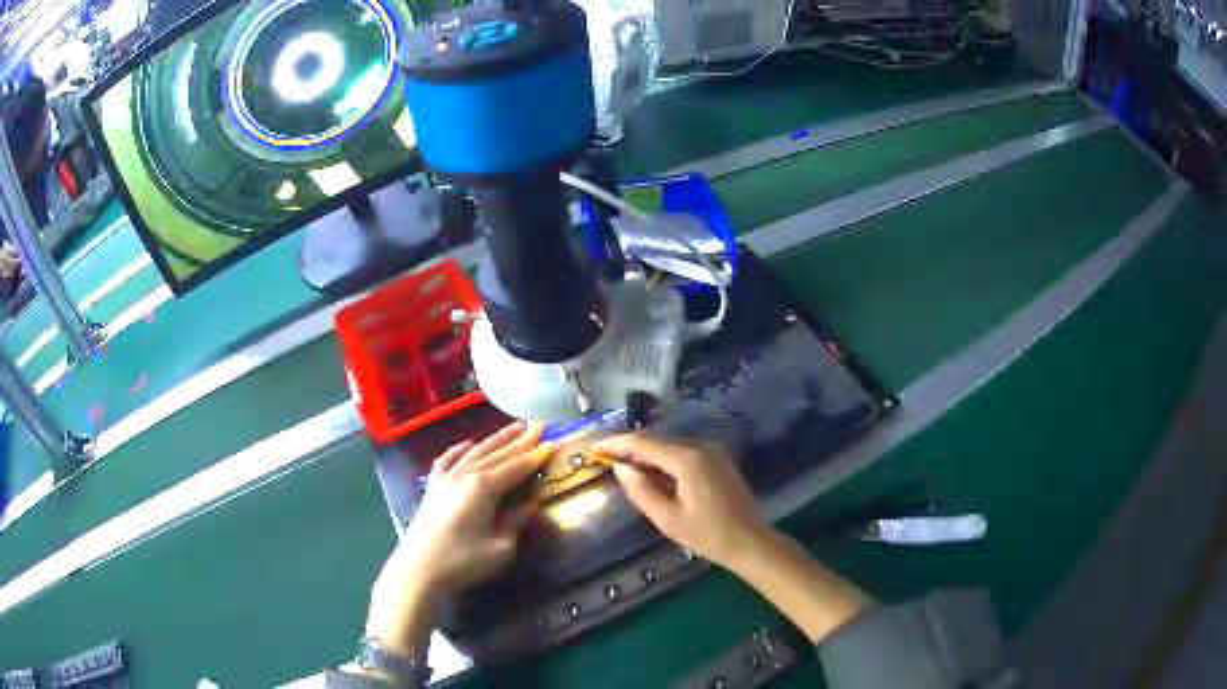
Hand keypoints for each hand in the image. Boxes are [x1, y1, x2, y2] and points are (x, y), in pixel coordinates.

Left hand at [365, 422, 547, 655]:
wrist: (418, 569)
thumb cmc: (462, 562)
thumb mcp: (500, 548)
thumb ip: (515, 522)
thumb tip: (530, 505)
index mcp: (484, 488)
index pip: (515, 466)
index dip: (535, 456)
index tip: (552, 443)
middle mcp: (465, 474)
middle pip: (497, 453)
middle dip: (520, 439)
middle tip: (539, 424)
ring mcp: (445, 478)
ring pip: (475, 451)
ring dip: (496, 438)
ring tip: (514, 427)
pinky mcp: (432, 487)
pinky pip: (447, 459)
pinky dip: (459, 448)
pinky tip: (468, 443)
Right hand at [592, 434, 773, 570]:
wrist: (751, 542)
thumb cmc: (708, 535)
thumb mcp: (667, 518)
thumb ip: (641, 491)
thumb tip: (620, 468)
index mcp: (688, 459)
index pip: (644, 443)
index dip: (616, 444)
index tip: (593, 447)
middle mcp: (701, 446)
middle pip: (657, 441)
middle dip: (630, 448)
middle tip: (603, 458)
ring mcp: (713, 451)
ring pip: (670, 446)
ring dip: (647, 455)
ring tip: (622, 467)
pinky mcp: (718, 460)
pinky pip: (684, 454)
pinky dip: (664, 461)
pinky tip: (652, 474)